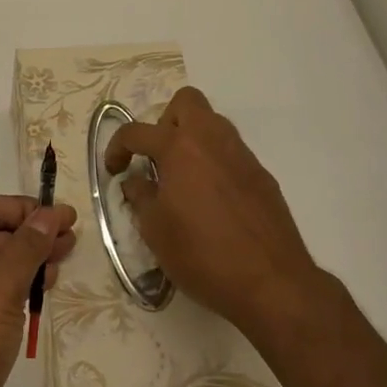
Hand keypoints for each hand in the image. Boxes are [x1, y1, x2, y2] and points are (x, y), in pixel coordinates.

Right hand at [106, 87, 321, 341]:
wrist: (272, 284)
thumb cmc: (203, 255)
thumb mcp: (155, 230)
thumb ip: (140, 196)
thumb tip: (136, 179)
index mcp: (179, 148)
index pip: (136, 131)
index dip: (117, 147)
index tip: (114, 169)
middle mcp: (212, 140)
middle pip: (186, 102)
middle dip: (164, 121)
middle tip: (157, 157)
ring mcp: (242, 155)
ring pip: (213, 124)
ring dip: (192, 139)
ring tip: (183, 178)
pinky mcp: (263, 176)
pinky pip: (232, 153)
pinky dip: (215, 163)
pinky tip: (213, 200)